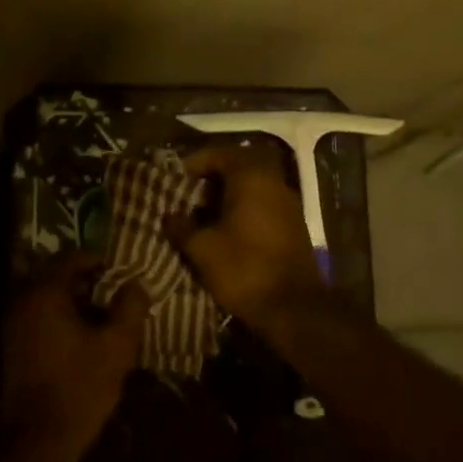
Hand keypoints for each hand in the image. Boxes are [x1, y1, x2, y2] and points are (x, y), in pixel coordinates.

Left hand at [0, 252, 148, 461]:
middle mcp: (22, 301)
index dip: (99, 260)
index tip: (121, 273)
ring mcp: (13, 324)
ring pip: (47, 297)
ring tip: (104, 316)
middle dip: (87, 280)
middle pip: (57, 275)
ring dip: (74, 300)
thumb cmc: (80, 387)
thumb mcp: (117, 346)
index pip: (71, 258)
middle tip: (115, 294)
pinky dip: (60, 317)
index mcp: (44, 294)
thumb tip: (135, 284)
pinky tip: (83, 336)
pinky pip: (39, 316)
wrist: (38, 439)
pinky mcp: (12, 345)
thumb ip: (130, 308)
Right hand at [164, 144, 328, 327]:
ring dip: (228, 195)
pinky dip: (243, 210)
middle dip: (212, 178)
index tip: (176, 178)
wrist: (293, 308)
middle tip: (187, 194)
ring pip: (253, 187)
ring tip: (202, 214)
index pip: (220, 153)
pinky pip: (264, 205)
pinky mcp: (294, 226)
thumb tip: (169, 215)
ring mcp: (288, 204)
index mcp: (252, 178)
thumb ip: (182, 227)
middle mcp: (274, 183)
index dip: (195, 162)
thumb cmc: (244, 269)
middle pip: (239, 167)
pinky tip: (226, 231)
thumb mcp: (202, 249)